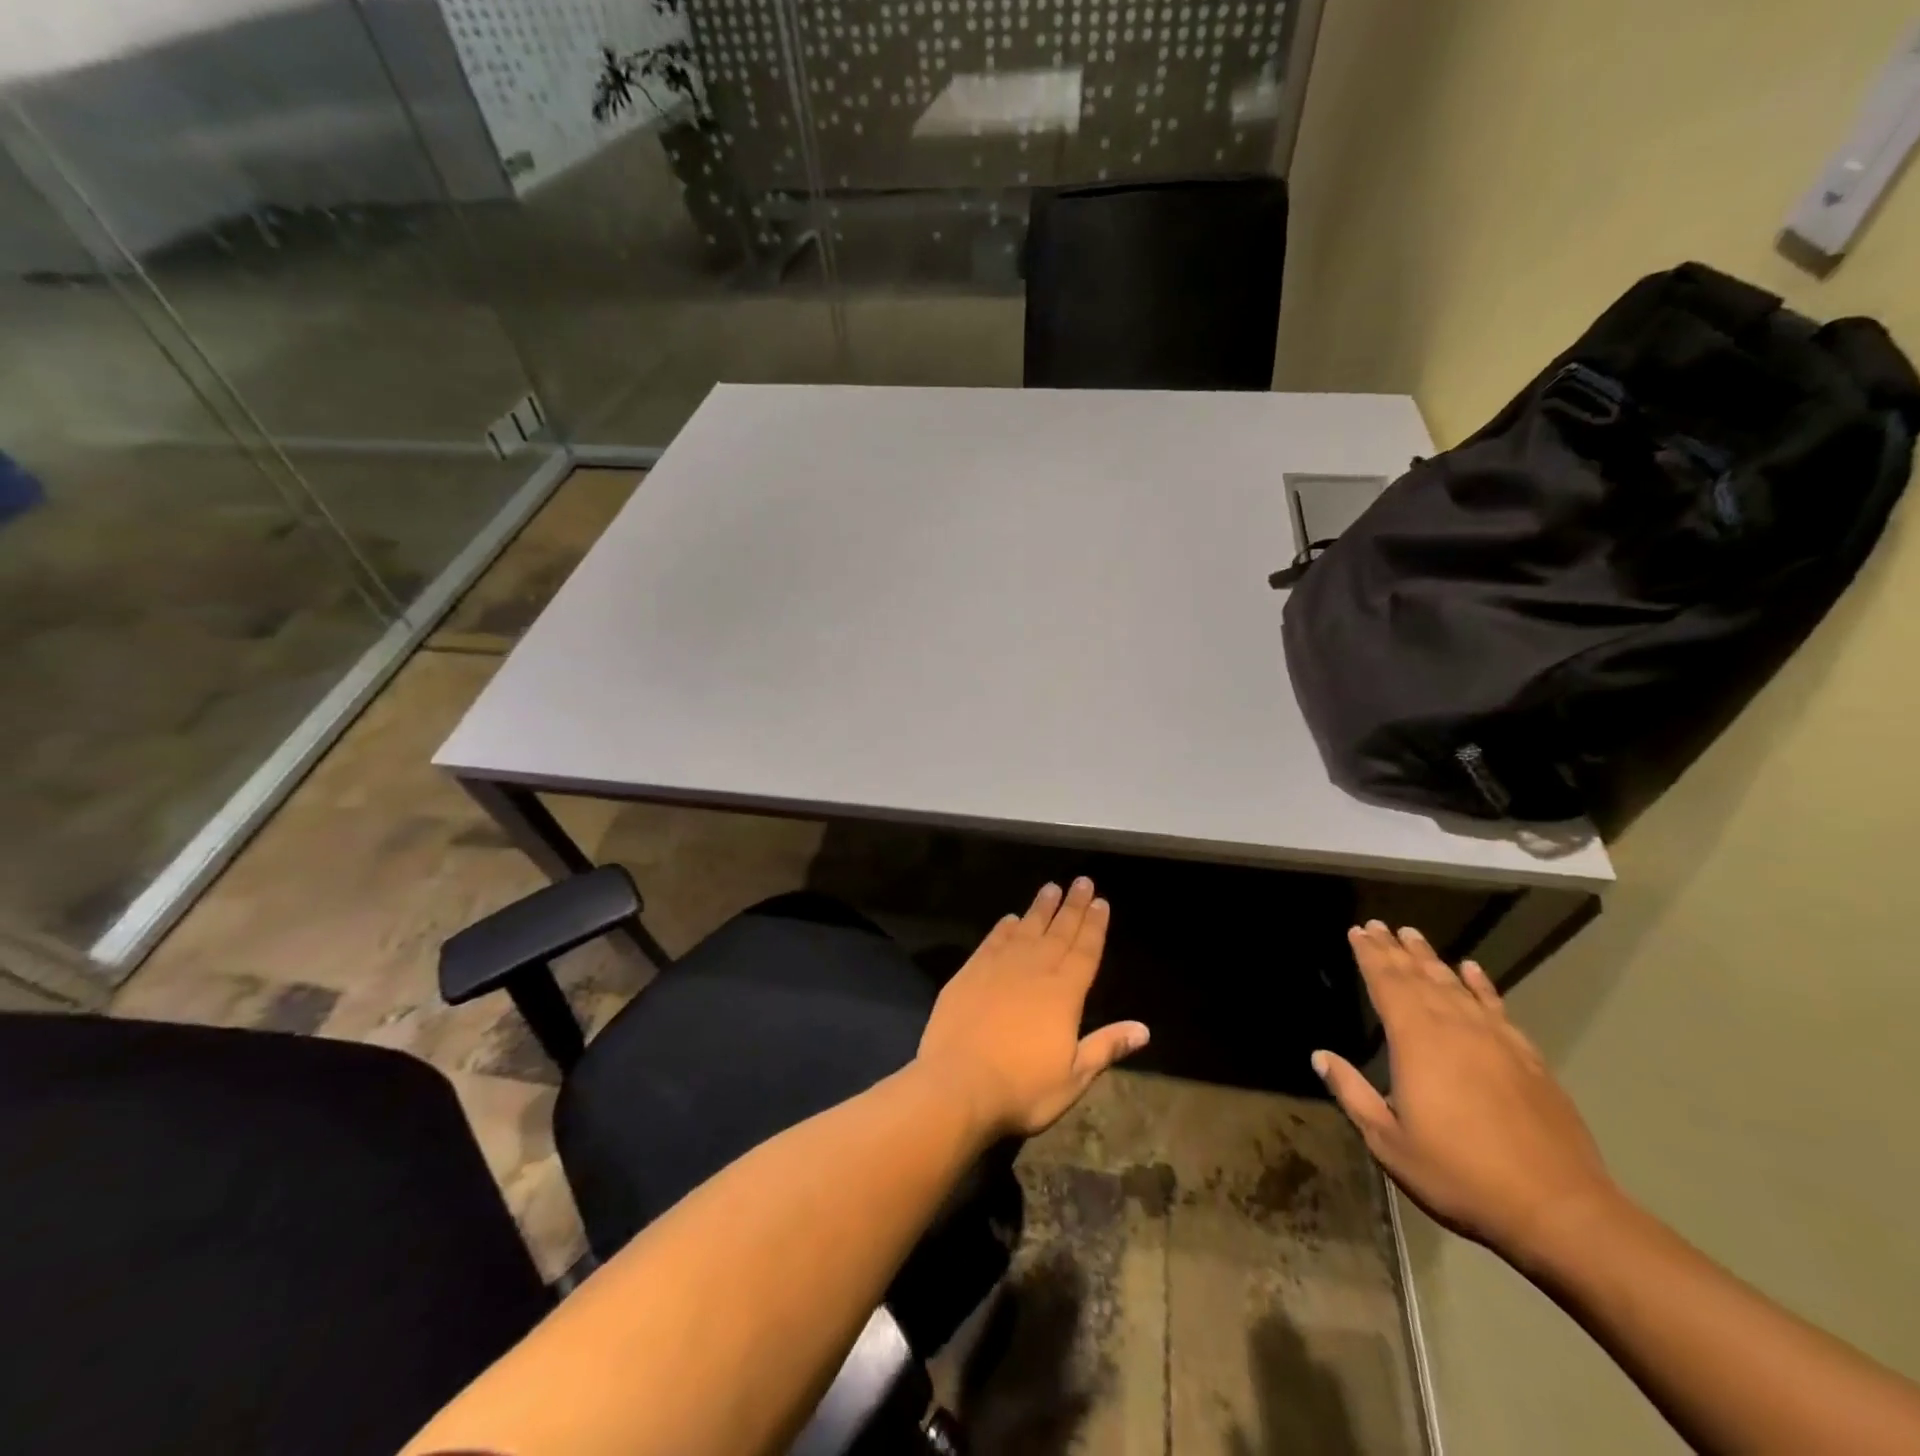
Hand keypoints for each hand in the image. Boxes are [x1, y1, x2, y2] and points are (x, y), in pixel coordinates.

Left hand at [917, 878, 1149, 1138]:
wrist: (957, 1085)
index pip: (1085, 951)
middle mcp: (1034, 971)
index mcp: (1064, 994)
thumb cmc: (1022, 1088)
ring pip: (1026, 929)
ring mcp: (999, 968)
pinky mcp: (970, 973)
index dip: (1095, 926)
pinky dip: (1004, 928)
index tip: (1102, 902)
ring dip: (1040, 908)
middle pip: (1059, 932)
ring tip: (1051, 887)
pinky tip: (1010, 918)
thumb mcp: (1073, 1077)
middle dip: (1073, 906)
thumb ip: (1106, 1047)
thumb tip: (1144, 1029)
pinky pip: (993, 941)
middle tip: (1082, 881)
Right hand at [1314, 922, 1619, 1262]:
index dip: (1370, 956)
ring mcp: (1496, 1040)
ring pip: (1455, 985)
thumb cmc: (1461, 1175)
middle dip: (1395, 950)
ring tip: (1413, 936)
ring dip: (1431, 959)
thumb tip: (1321, 1056)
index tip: (1358, 931)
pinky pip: (1497, 1007)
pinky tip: (1471, 969)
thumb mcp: (1390, 1143)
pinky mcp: (1528, 1058)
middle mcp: (1454, 1028)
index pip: (1387, 985)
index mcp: (1416, 1043)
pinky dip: (1481, 985)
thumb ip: (1353, 1094)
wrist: (1559, 1209)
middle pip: (1419, 977)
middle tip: (1378, 925)